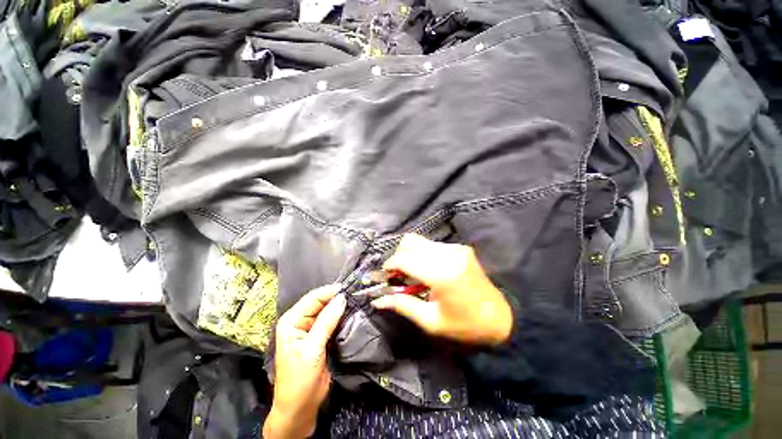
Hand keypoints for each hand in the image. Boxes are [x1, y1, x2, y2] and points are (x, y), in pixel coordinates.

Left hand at [263, 285, 346, 438]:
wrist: (301, 407)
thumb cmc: (300, 379)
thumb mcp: (312, 349)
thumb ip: (326, 322)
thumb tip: (342, 298)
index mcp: (291, 321)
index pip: (312, 299)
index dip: (330, 292)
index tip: (348, 288)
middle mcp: (300, 321)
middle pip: (320, 303)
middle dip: (336, 298)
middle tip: (355, 293)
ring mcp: (311, 329)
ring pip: (327, 311)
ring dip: (340, 306)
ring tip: (356, 300)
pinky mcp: (321, 336)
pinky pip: (332, 321)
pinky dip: (341, 316)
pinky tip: (351, 312)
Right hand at [372, 234, 512, 345]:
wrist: (500, 318)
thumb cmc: (464, 325)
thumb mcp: (430, 321)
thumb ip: (402, 305)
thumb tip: (377, 300)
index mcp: (442, 274)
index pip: (405, 258)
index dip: (389, 265)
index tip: (384, 276)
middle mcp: (449, 254)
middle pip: (410, 242)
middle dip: (397, 257)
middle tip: (396, 275)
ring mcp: (456, 248)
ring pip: (420, 241)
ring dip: (409, 254)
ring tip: (410, 272)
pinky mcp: (460, 247)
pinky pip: (432, 245)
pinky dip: (422, 254)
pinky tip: (425, 269)